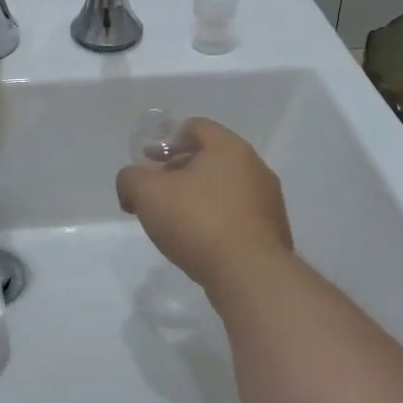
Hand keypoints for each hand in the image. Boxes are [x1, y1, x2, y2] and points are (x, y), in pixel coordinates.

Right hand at [115, 117, 290, 290]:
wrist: (250, 275)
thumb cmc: (198, 221)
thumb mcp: (147, 193)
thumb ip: (130, 178)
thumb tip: (132, 183)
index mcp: (229, 148)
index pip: (197, 127)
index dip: (167, 139)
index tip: (149, 160)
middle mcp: (254, 167)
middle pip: (211, 158)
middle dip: (179, 169)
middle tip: (156, 191)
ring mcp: (268, 201)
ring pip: (224, 187)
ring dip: (197, 196)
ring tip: (174, 220)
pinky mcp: (272, 232)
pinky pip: (236, 215)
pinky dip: (215, 219)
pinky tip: (199, 241)